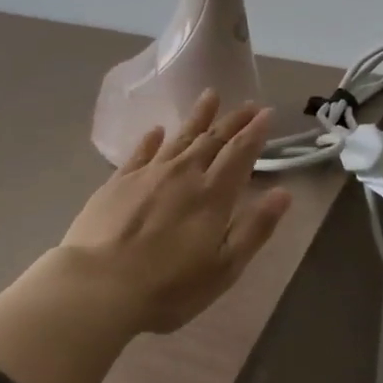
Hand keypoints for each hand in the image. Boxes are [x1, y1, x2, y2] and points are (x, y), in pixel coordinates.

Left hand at [59, 91, 293, 333]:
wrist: (98, 287)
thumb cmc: (169, 287)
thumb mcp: (224, 268)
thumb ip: (255, 228)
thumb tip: (284, 193)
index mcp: (212, 195)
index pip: (240, 153)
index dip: (255, 132)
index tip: (267, 114)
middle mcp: (183, 174)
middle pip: (212, 139)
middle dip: (233, 120)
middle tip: (247, 104)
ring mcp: (147, 175)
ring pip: (178, 137)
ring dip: (197, 117)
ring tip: (210, 95)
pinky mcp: (117, 183)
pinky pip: (140, 152)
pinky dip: (152, 139)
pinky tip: (157, 130)